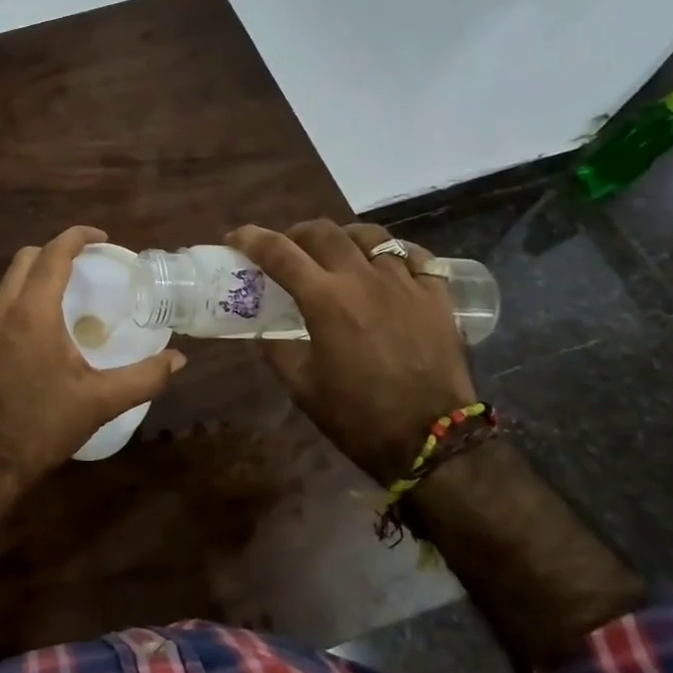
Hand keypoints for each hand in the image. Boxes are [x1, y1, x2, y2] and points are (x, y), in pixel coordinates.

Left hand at [0, 226, 185, 489]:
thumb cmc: (44, 424)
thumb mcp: (101, 401)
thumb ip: (144, 377)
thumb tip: (178, 360)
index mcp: (33, 314)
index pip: (52, 255)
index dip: (77, 238)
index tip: (102, 239)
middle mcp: (5, 311)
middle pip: (26, 258)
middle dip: (56, 250)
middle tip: (89, 263)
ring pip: (12, 279)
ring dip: (40, 271)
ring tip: (74, 288)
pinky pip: (6, 301)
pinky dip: (28, 294)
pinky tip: (52, 321)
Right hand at [227, 220, 474, 486]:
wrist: (431, 440)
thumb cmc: (357, 416)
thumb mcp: (301, 386)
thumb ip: (277, 350)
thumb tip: (264, 330)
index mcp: (325, 300)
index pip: (279, 253)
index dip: (251, 239)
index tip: (236, 238)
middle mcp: (363, 279)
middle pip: (323, 232)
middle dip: (296, 234)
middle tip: (288, 250)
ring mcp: (405, 283)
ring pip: (370, 236)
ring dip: (343, 238)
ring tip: (338, 254)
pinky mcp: (437, 295)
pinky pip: (414, 255)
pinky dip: (393, 254)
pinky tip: (386, 267)